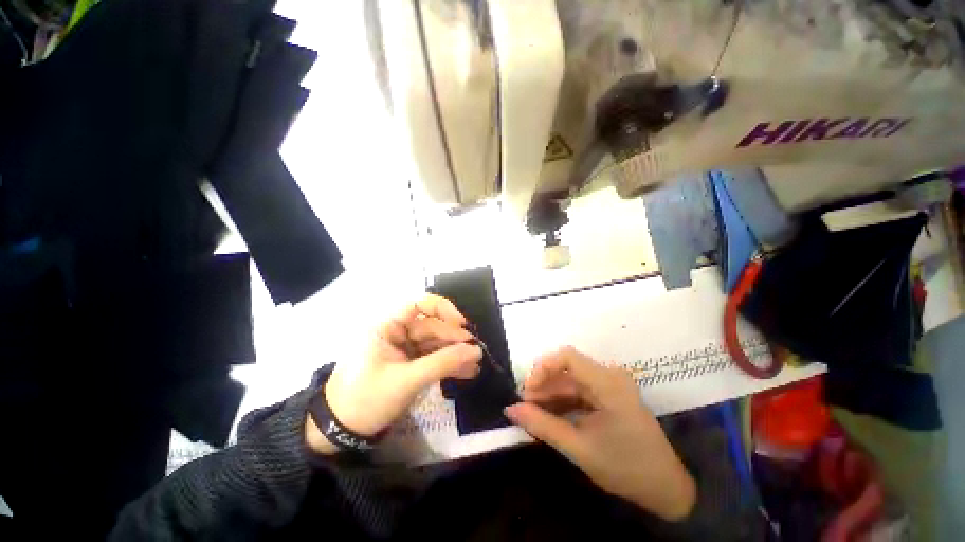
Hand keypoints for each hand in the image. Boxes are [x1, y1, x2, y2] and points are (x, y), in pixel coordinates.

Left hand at [306, 294, 482, 454]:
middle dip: (454, 339)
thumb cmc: (367, 399)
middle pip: (432, 326)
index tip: (461, 324)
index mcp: (387, 325)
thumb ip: (443, 363)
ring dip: (454, 353)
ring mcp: (403, 348)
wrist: (339, 433)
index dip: (443, 309)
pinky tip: (465, 372)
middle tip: (475, 351)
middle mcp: (396, 331)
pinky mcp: (408, 364)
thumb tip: (476, 350)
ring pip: (435, 343)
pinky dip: (447, 364)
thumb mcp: (407, 380)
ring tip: (475, 365)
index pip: (419, 303)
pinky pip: (432, 358)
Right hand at [504, 347, 696, 520]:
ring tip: (532, 411)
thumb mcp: (579, 448)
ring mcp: (611, 385)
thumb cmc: (625, 468)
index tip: (526, 390)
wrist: (665, 489)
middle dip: (543, 385)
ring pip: (572, 380)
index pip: (568, 357)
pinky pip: (580, 391)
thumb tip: (510, 409)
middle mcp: (610, 376)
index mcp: (608, 383)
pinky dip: (563, 401)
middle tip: (524, 405)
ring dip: (551, 394)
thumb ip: (542, 425)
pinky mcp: (610, 395)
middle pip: (567, 369)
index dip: (542, 367)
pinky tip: (550, 414)